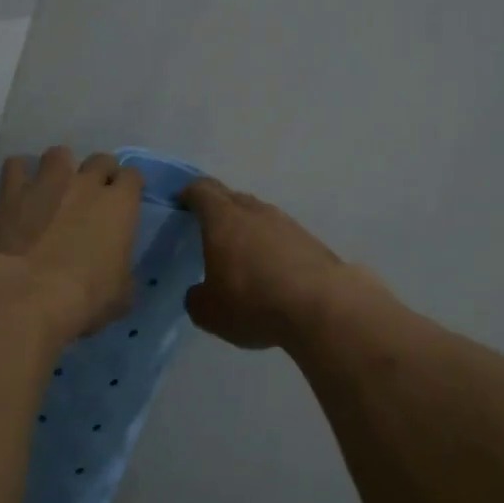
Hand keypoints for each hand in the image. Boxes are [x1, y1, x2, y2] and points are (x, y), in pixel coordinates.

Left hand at [0, 147, 141, 343]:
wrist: (28, 294)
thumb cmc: (85, 297)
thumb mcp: (121, 295)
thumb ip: (122, 273)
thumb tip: (117, 273)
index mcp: (120, 205)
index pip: (133, 177)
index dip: (130, 187)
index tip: (125, 200)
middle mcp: (86, 183)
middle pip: (100, 160)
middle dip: (99, 173)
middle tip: (92, 195)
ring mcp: (47, 182)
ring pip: (59, 154)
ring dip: (60, 168)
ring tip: (54, 187)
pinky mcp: (11, 192)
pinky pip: (16, 166)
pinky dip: (19, 175)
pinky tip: (19, 191)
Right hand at [181, 178, 366, 349]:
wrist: (323, 307)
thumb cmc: (253, 302)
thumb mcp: (209, 312)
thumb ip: (197, 297)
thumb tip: (200, 292)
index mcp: (223, 219)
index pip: (201, 190)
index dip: (188, 194)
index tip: (180, 203)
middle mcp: (255, 212)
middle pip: (231, 198)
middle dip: (217, 209)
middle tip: (206, 229)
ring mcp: (287, 224)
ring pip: (259, 216)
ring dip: (246, 228)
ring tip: (239, 253)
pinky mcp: (311, 241)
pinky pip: (281, 236)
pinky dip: (270, 247)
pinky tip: (269, 271)